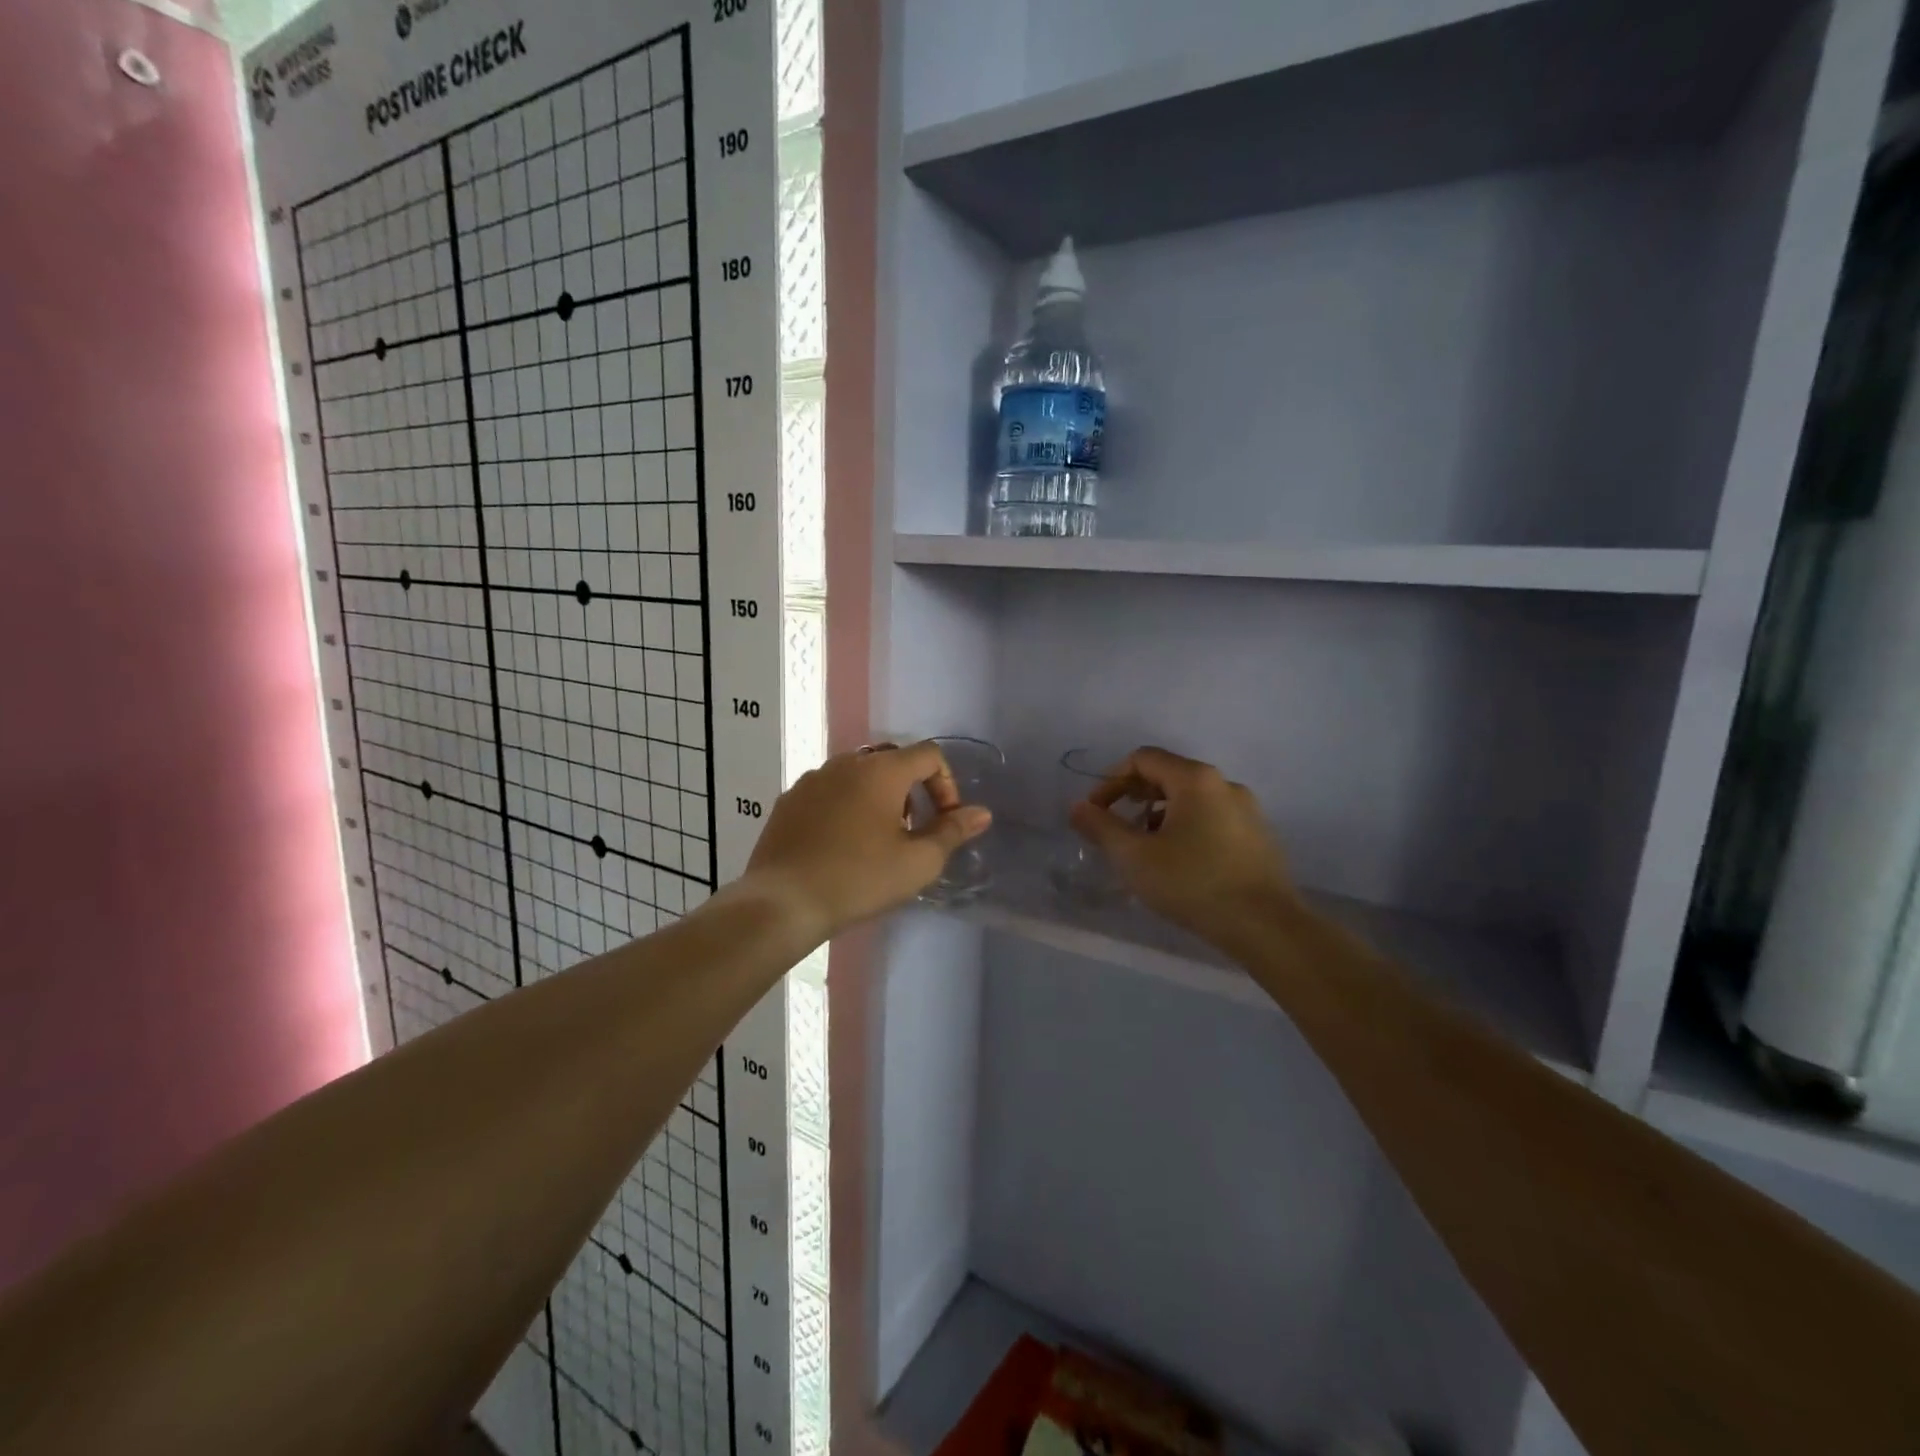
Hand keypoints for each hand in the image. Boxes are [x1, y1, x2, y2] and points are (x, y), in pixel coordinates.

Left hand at [745, 742, 991, 940]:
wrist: (783, 901)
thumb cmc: (859, 878)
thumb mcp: (917, 862)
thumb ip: (952, 832)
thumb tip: (982, 813)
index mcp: (881, 769)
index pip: (928, 754)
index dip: (946, 784)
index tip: (943, 821)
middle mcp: (846, 762)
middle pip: (892, 760)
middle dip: (911, 789)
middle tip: (911, 830)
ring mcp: (812, 779)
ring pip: (858, 774)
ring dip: (877, 797)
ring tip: (876, 839)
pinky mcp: (789, 800)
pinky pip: (829, 790)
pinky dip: (845, 806)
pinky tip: (840, 844)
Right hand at [1069, 747, 1296, 941]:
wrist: (1266, 927)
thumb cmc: (1193, 883)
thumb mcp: (1134, 857)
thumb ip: (1101, 827)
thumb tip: (1077, 807)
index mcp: (1195, 779)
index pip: (1143, 759)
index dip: (1111, 781)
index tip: (1095, 812)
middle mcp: (1224, 784)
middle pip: (1168, 775)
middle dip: (1134, 797)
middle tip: (1115, 828)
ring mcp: (1247, 810)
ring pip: (1191, 799)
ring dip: (1159, 815)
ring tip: (1144, 849)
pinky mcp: (1258, 836)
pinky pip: (1212, 819)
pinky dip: (1186, 828)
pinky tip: (1178, 863)